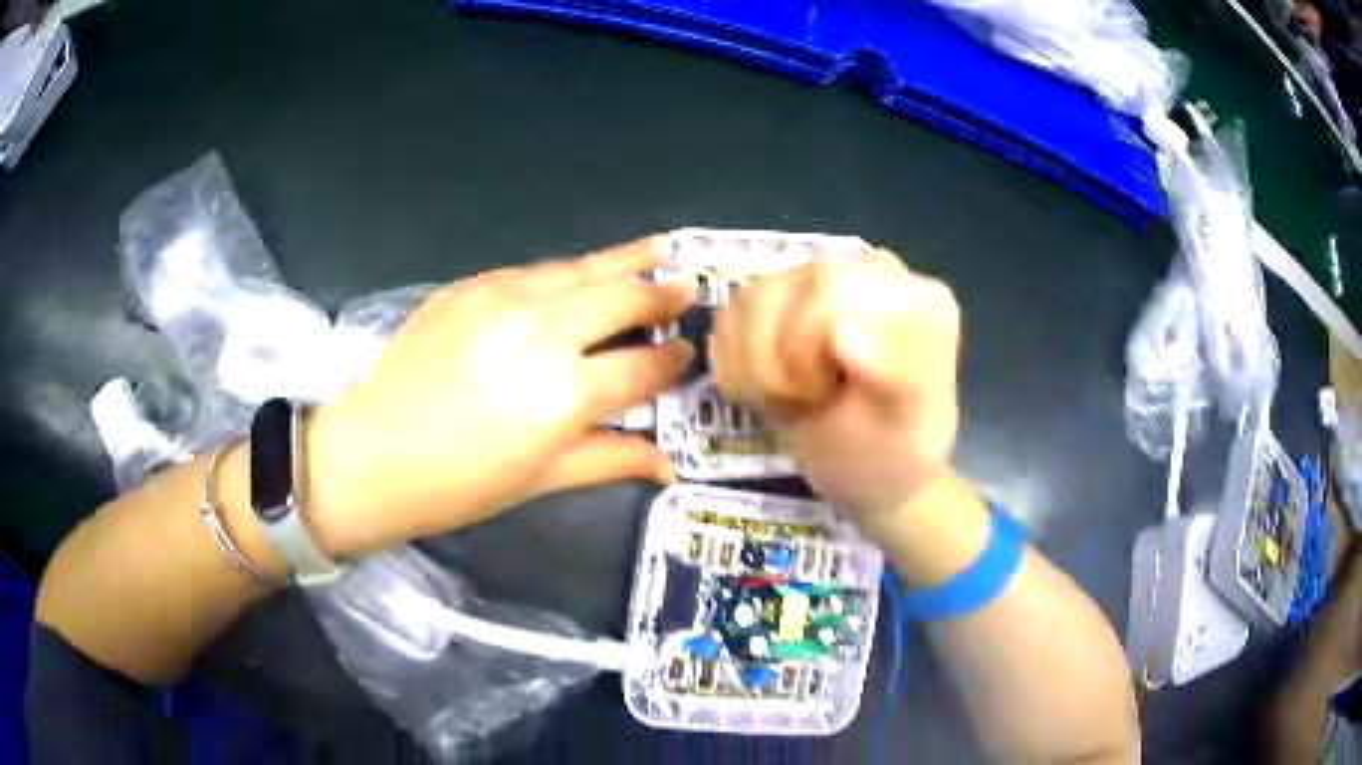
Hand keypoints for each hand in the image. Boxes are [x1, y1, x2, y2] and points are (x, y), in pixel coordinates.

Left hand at [307, 238, 695, 555]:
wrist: (370, 455)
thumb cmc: (458, 486)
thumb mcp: (541, 479)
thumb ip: (611, 458)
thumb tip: (670, 465)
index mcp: (566, 393)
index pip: (643, 366)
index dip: (673, 359)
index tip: (688, 353)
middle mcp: (543, 330)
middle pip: (621, 297)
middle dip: (661, 292)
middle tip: (688, 285)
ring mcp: (502, 297)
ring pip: (581, 268)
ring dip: (624, 262)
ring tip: (660, 249)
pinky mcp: (470, 285)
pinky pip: (534, 271)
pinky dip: (568, 274)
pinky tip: (580, 276)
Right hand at [710, 250, 960, 518]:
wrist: (868, 474)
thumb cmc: (892, 453)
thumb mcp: (906, 426)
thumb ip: (893, 371)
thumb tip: (840, 329)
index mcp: (914, 296)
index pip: (828, 289)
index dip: (803, 348)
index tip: (825, 396)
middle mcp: (868, 272)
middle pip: (781, 290)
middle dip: (774, 361)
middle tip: (807, 402)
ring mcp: (822, 283)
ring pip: (749, 301)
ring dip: (754, 368)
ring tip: (792, 399)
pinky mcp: (783, 302)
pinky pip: (732, 317)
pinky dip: (737, 366)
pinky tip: (770, 391)